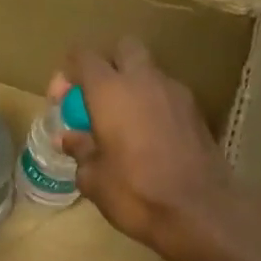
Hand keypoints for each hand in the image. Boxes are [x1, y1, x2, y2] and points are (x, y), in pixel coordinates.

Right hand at [51, 40, 247, 260]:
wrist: (198, 211)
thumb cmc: (135, 193)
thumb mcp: (93, 178)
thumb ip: (79, 150)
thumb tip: (69, 138)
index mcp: (110, 91)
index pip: (83, 56)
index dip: (67, 74)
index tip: (61, 103)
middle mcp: (144, 80)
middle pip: (123, 49)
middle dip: (105, 67)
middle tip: (94, 101)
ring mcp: (175, 93)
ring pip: (148, 72)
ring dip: (131, 87)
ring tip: (120, 125)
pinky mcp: (195, 111)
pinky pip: (165, 95)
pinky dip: (151, 106)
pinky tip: (146, 139)